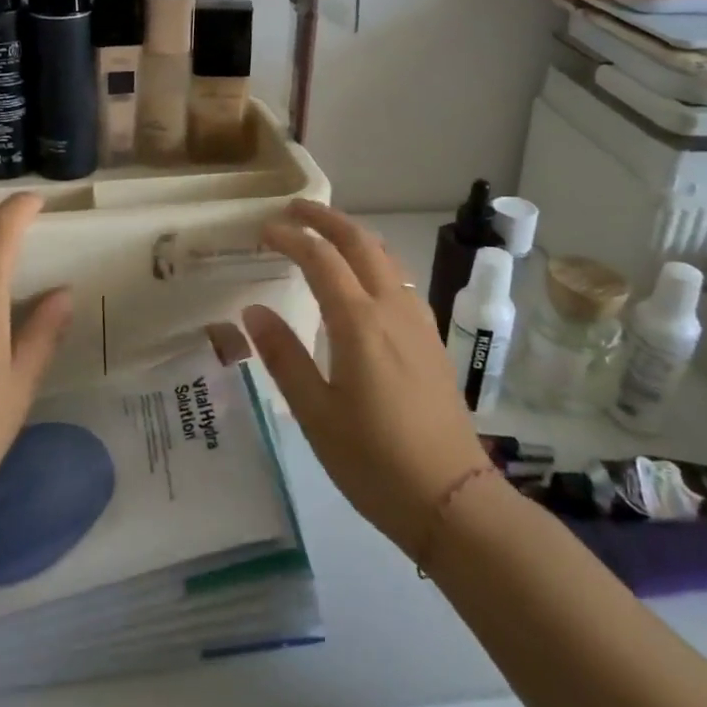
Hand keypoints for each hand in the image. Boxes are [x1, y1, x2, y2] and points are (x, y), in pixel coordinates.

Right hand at [243, 200, 489, 554]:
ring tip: (325, 235)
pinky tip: (365, 281)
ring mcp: (419, 322)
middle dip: (326, 219)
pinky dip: (375, 260)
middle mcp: (393, 309)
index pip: (321, 259)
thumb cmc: (374, 461)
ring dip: (354, 236)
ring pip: (386, 257)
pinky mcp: (432, 339)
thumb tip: (254, 311)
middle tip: (294, 209)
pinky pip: (401, 280)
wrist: (452, 498)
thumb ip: (284, 357)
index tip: (263, 230)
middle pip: (360, 242)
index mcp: (360, 323)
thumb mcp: (316, 415)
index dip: (291, 238)